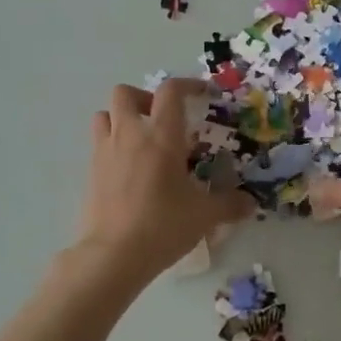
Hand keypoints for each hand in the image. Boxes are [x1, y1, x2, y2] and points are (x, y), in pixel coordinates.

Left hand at [72, 79, 254, 282]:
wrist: (113, 255)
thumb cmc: (163, 225)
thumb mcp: (205, 216)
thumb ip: (229, 204)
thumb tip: (249, 203)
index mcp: (161, 137)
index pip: (170, 91)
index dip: (187, 85)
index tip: (201, 94)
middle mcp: (129, 135)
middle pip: (125, 93)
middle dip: (144, 98)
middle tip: (162, 120)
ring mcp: (105, 152)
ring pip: (104, 115)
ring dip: (121, 119)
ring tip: (140, 142)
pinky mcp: (90, 173)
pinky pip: (98, 145)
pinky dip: (112, 146)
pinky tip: (129, 171)